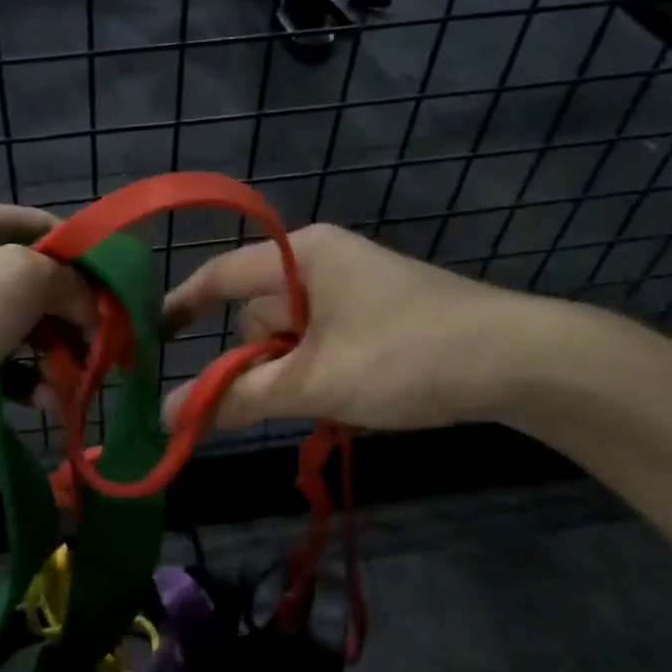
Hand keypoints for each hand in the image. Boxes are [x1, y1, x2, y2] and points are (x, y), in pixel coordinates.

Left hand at [0, 202, 93, 462]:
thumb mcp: (20, 280)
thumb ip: (71, 283)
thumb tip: (96, 308)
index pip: (49, 230)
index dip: (89, 262)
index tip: (119, 302)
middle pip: (38, 281)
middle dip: (74, 317)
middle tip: (105, 352)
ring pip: (20, 326)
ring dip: (54, 354)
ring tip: (80, 384)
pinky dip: (23, 378)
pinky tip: (45, 401)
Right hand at [161, 223, 565, 433]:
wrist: (523, 361)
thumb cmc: (405, 356)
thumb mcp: (314, 381)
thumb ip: (236, 397)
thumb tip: (165, 416)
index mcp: (300, 256)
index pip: (219, 276)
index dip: (180, 306)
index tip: (148, 338)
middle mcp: (322, 260)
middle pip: (260, 315)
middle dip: (258, 362)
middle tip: (280, 400)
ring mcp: (355, 284)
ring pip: (294, 335)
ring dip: (295, 373)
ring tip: (331, 401)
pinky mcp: (380, 310)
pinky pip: (326, 340)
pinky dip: (323, 370)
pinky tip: (354, 394)